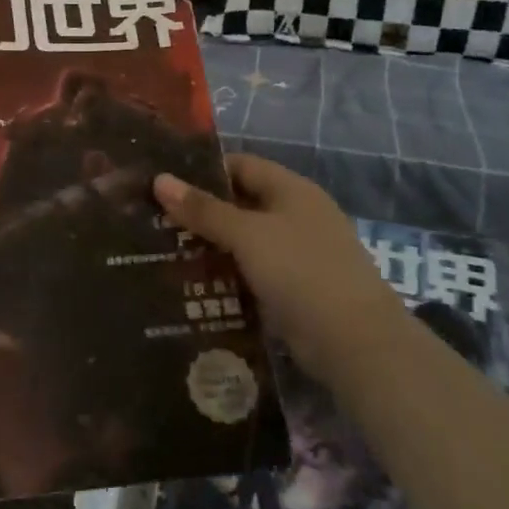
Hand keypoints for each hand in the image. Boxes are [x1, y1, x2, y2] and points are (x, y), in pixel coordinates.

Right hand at [154, 154, 401, 371]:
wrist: (355, 343)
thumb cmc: (301, 271)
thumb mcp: (247, 235)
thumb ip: (203, 209)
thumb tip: (159, 179)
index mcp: (292, 190)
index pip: (241, 165)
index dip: (202, 170)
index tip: (163, 182)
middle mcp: (296, 216)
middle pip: (240, 203)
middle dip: (200, 211)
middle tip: (153, 218)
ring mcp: (297, 254)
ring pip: (242, 241)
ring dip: (209, 245)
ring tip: (162, 249)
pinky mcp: (292, 289)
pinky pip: (250, 272)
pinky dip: (224, 274)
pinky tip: (190, 283)